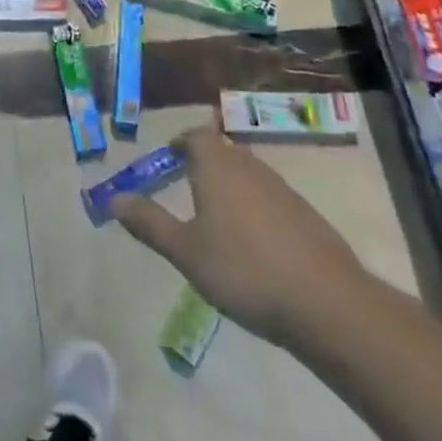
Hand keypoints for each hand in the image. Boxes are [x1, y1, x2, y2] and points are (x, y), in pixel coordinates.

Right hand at [110, 113, 369, 344]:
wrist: (328, 305)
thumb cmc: (245, 271)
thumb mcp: (186, 252)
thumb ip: (149, 223)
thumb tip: (113, 197)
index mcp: (217, 167)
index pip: (196, 135)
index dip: (181, 142)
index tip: (168, 160)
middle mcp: (250, 168)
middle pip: (223, 152)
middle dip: (204, 165)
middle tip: (186, 189)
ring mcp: (283, 191)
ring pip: (248, 175)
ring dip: (230, 187)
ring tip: (217, 220)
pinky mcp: (307, 216)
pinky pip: (271, 199)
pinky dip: (256, 209)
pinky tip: (254, 246)